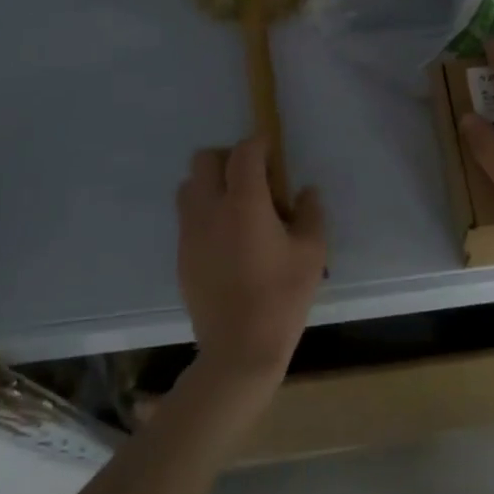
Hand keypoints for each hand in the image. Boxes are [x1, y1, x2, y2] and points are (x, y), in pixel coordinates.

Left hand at [177, 139, 326, 384]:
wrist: (239, 349)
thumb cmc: (282, 296)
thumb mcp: (312, 252)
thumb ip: (311, 212)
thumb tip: (305, 192)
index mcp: (244, 203)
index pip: (244, 152)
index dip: (259, 143)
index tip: (273, 152)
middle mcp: (209, 209)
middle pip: (205, 159)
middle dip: (229, 158)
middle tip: (254, 179)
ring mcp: (190, 233)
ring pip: (189, 186)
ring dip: (211, 183)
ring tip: (237, 207)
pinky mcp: (181, 255)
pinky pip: (188, 216)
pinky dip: (205, 211)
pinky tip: (228, 238)